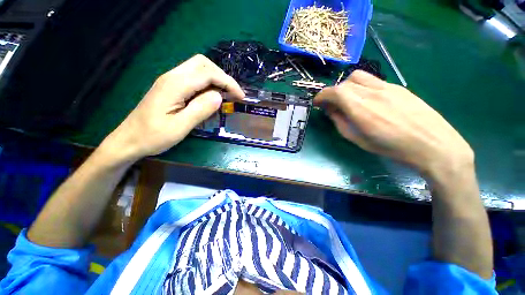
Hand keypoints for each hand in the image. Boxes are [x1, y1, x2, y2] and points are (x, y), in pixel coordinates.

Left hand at [100, 54, 244, 162]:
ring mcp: (170, 80)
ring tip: (225, 96)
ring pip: (198, 69)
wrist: (129, 139)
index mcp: (175, 85)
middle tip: (233, 94)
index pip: (208, 74)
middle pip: (203, 64)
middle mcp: (172, 76)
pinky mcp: (170, 87)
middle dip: (222, 77)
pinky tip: (210, 98)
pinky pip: (193, 79)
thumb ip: (200, 109)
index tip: (240, 96)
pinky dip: (207, 85)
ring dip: (215, 80)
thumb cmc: (153, 137)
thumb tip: (219, 96)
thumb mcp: (180, 127)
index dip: (228, 82)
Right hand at [314, 70, 473, 178]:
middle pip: (345, 82)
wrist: (433, 144)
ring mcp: (387, 86)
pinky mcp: (399, 87)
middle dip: (333, 92)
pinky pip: (373, 81)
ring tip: (349, 100)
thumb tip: (330, 110)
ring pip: (359, 77)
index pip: (334, 91)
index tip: (317, 103)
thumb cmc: (391, 147)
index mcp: (360, 107)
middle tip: (332, 104)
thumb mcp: (357, 139)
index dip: (322, 96)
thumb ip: (340, 122)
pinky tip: (368, 101)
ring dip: (347, 86)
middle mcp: (372, 92)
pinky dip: (362, 87)